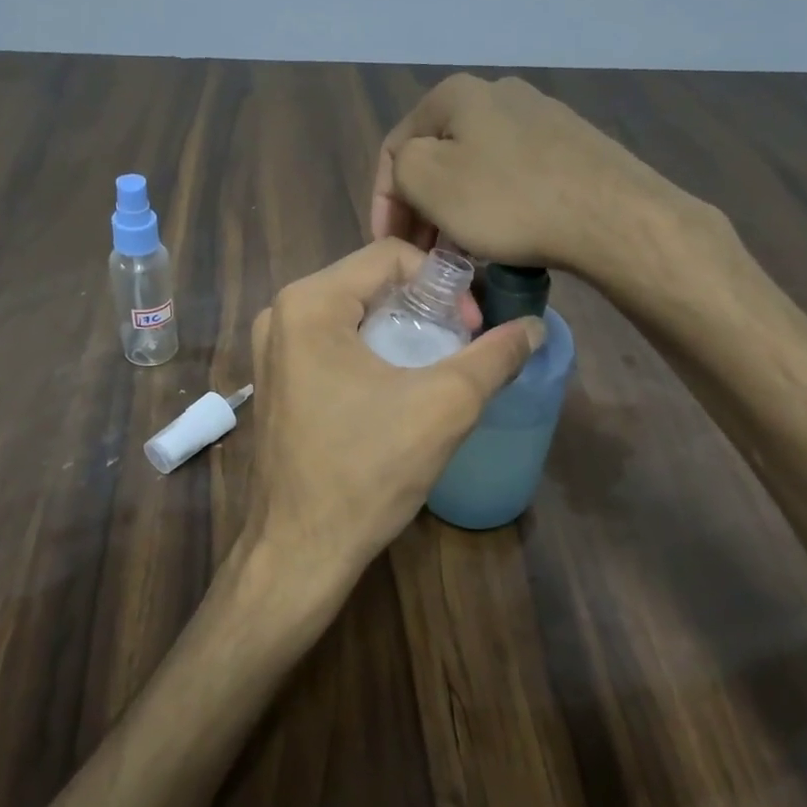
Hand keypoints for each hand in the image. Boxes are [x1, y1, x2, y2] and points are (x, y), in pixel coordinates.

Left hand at [237, 239, 543, 631]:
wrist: (300, 551)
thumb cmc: (367, 471)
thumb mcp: (444, 406)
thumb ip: (494, 357)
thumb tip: (534, 327)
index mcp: (309, 302)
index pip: (390, 254)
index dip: (443, 282)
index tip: (470, 328)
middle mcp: (280, 314)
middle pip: (370, 283)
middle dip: (423, 307)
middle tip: (459, 346)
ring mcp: (272, 351)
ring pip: (353, 315)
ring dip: (400, 331)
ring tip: (435, 368)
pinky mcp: (276, 382)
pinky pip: (332, 345)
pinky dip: (372, 353)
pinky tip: (398, 389)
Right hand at [370, 72, 706, 274]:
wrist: (610, 216)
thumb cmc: (508, 200)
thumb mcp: (428, 180)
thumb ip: (399, 167)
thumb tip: (412, 174)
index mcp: (456, 93)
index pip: (395, 148)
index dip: (382, 201)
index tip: (388, 247)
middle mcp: (497, 93)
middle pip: (438, 157)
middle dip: (421, 208)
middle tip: (421, 254)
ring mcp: (540, 118)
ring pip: (475, 169)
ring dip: (455, 212)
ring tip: (458, 254)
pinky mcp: (570, 147)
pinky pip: (512, 178)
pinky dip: (494, 208)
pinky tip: (501, 239)